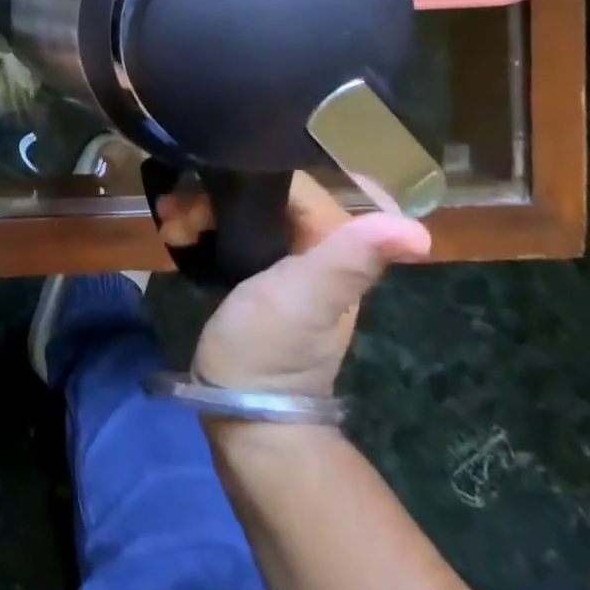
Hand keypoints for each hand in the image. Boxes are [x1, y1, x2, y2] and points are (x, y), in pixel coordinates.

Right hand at [159, 173, 430, 394]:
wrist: (241, 408)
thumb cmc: (270, 348)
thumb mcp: (305, 298)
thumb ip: (349, 260)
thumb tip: (419, 233)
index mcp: (332, 241)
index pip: (287, 181)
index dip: (242, 182)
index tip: (201, 194)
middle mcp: (311, 244)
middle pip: (257, 193)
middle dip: (212, 198)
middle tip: (176, 217)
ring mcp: (280, 261)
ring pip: (237, 212)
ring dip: (198, 211)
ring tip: (170, 230)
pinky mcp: (251, 275)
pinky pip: (225, 232)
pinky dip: (199, 228)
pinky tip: (175, 236)